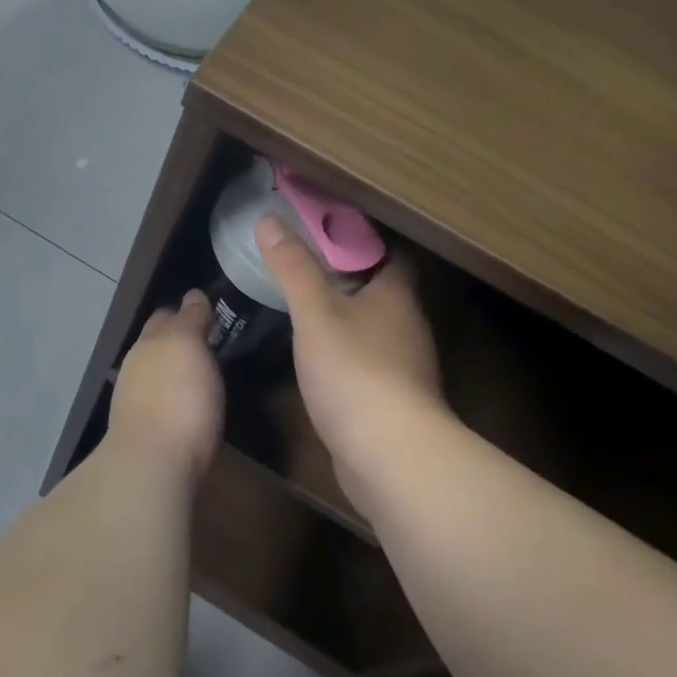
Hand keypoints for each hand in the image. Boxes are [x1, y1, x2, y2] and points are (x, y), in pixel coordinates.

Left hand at [108, 291, 224, 477]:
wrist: (152, 465)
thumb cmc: (178, 397)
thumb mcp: (190, 345)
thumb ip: (190, 318)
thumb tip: (193, 295)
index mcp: (149, 341)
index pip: (166, 315)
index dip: (186, 311)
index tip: (208, 314)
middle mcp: (136, 366)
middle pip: (156, 343)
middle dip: (175, 339)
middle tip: (207, 342)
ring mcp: (134, 401)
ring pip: (154, 373)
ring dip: (171, 370)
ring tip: (197, 374)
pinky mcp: (141, 433)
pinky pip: (157, 402)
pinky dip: (169, 397)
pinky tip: (182, 406)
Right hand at [255, 216, 448, 484]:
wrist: (390, 456)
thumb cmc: (355, 370)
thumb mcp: (315, 312)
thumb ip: (293, 268)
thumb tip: (269, 220)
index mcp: (397, 296)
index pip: (392, 254)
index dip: (365, 239)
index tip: (328, 230)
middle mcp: (408, 326)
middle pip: (382, 290)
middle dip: (349, 277)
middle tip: (307, 265)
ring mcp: (404, 367)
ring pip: (374, 328)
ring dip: (347, 316)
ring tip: (306, 307)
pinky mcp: (392, 401)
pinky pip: (368, 363)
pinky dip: (346, 354)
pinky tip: (318, 359)